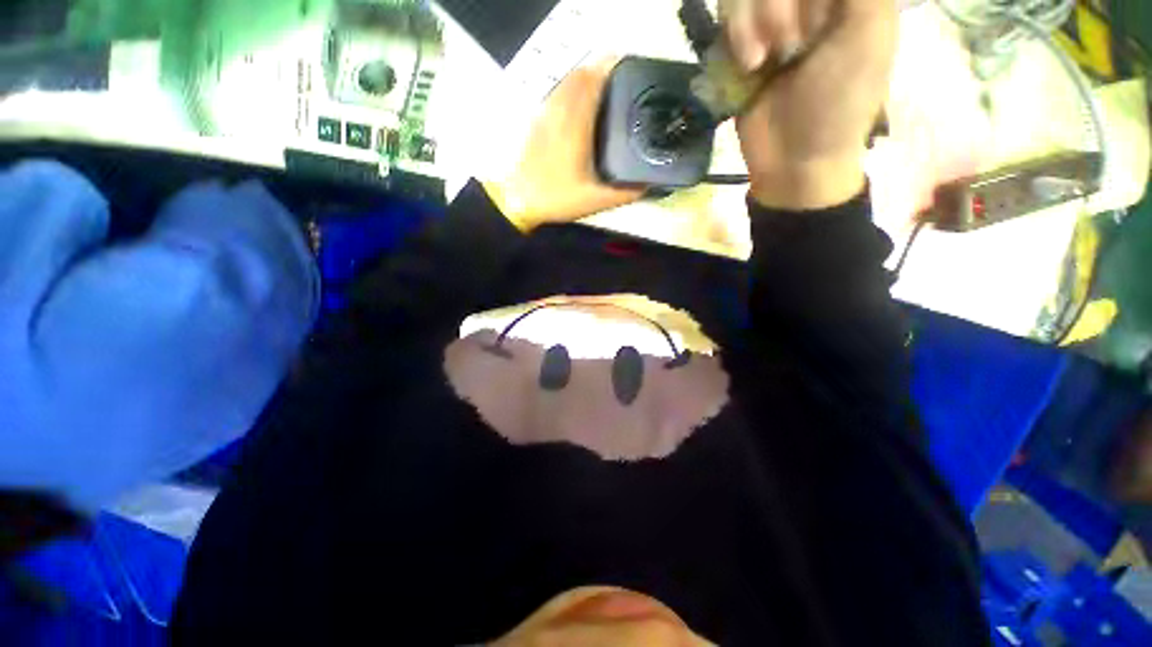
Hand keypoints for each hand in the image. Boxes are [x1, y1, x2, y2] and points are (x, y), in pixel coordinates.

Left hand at [483, 60, 643, 231]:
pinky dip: (570, 90)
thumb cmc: (557, 198)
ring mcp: (546, 115)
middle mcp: (560, 112)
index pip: (593, 82)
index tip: (628, 67)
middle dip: (601, 69)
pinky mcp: (537, 123)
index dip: (610, 68)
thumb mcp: (594, 201)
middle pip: (580, 75)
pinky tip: (578, 105)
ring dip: (585, 77)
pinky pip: (556, 94)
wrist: (519, 200)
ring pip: (566, 82)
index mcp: (576, 125)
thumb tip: (647, 185)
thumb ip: (622, 194)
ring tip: (603, 87)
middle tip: (621, 78)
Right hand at [726, 0, 896, 209]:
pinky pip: (727, 13)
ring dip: (751, 22)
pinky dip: (734, 35)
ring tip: (762, 62)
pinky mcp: (742, 47)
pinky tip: (749, 66)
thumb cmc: (838, 102)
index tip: (820, 21)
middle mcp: (809, 0)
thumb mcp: (868, 31)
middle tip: (791, 47)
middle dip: (777, 6)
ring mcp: (772, 21)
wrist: (793, 160)